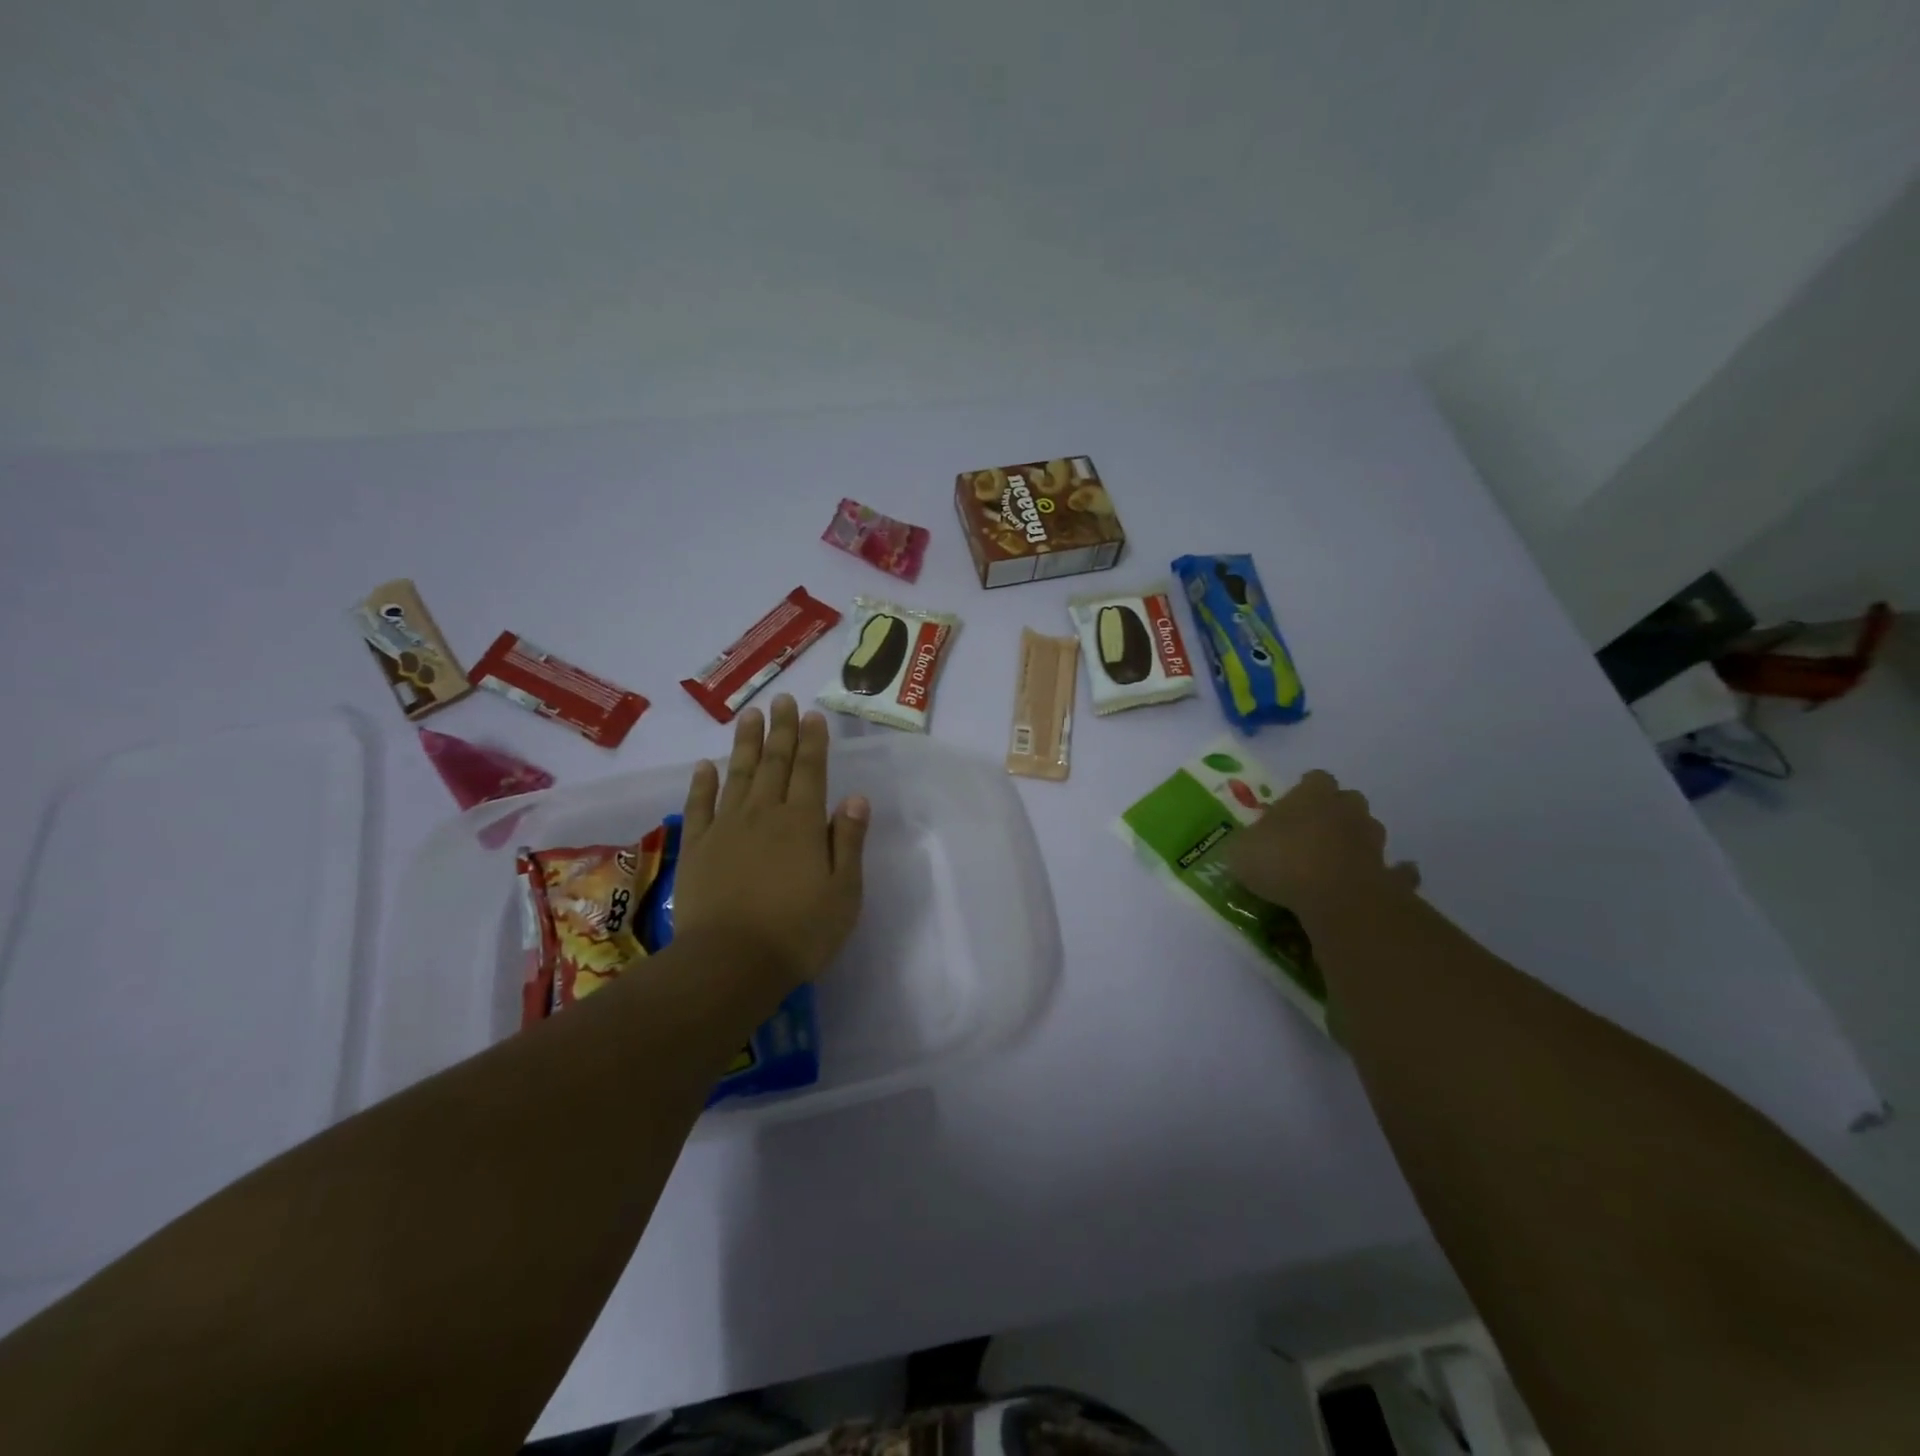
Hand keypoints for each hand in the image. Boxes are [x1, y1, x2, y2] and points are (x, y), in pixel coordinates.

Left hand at [673, 695, 869, 994]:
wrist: (731, 963)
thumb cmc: (799, 932)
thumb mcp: (844, 892)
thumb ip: (848, 841)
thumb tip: (856, 798)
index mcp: (802, 823)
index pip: (810, 771)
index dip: (812, 741)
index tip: (811, 715)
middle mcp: (764, 814)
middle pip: (774, 763)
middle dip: (780, 730)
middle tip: (781, 700)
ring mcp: (726, 828)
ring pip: (737, 775)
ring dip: (744, 743)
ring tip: (749, 715)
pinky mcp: (697, 847)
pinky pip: (699, 806)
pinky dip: (702, 783)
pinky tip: (705, 765)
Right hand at [1224, 770, 1417, 927]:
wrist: (1335, 896)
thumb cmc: (1281, 861)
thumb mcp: (1240, 851)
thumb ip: (1245, 845)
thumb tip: (1246, 848)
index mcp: (1312, 794)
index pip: (1314, 779)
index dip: (1303, 791)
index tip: (1290, 807)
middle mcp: (1347, 809)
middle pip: (1347, 801)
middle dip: (1334, 813)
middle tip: (1312, 833)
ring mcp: (1372, 841)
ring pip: (1369, 831)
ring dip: (1356, 841)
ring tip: (1336, 860)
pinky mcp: (1389, 873)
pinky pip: (1394, 871)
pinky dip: (1391, 874)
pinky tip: (1379, 882)